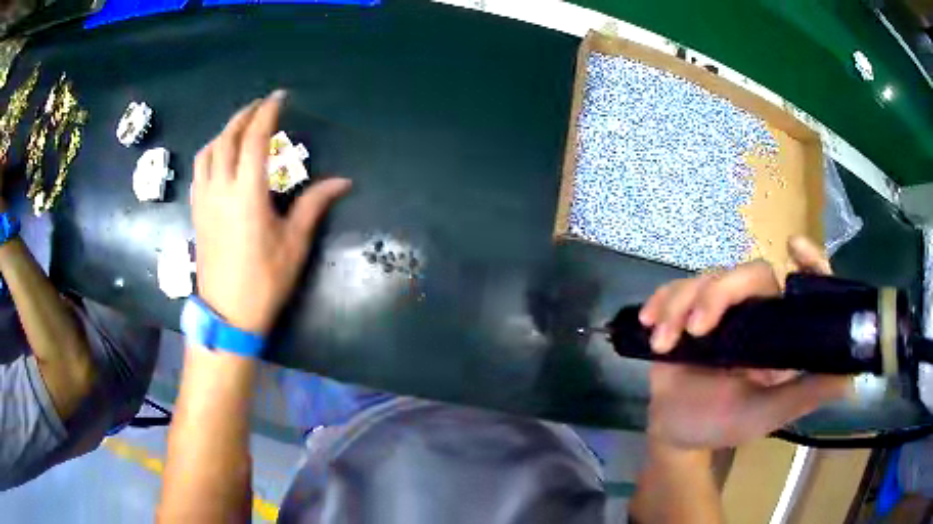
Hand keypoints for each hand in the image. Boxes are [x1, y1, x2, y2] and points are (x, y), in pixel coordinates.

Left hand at [191, 91, 351, 333]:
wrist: (227, 314)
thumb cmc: (264, 281)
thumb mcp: (294, 243)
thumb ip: (314, 205)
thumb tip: (343, 182)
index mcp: (247, 193)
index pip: (255, 139)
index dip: (268, 113)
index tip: (280, 97)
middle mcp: (221, 188)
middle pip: (228, 138)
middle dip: (245, 115)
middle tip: (261, 105)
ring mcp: (205, 199)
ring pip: (208, 151)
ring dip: (224, 131)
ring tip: (240, 126)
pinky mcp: (197, 211)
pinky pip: (199, 170)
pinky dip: (211, 152)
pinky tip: (220, 156)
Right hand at [638, 236, 849, 447]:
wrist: (675, 432)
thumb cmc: (723, 424)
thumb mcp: (767, 415)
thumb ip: (804, 395)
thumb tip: (850, 376)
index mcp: (779, 332)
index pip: (801, 286)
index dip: (808, 262)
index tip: (794, 246)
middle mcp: (755, 313)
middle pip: (746, 274)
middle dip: (718, 295)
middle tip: (696, 329)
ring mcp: (720, 311)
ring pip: (706, 279)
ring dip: (680, 304)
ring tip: (664, 342)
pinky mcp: (687, 312)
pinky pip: (675, 290)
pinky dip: (661, 302)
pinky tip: (650, 323)